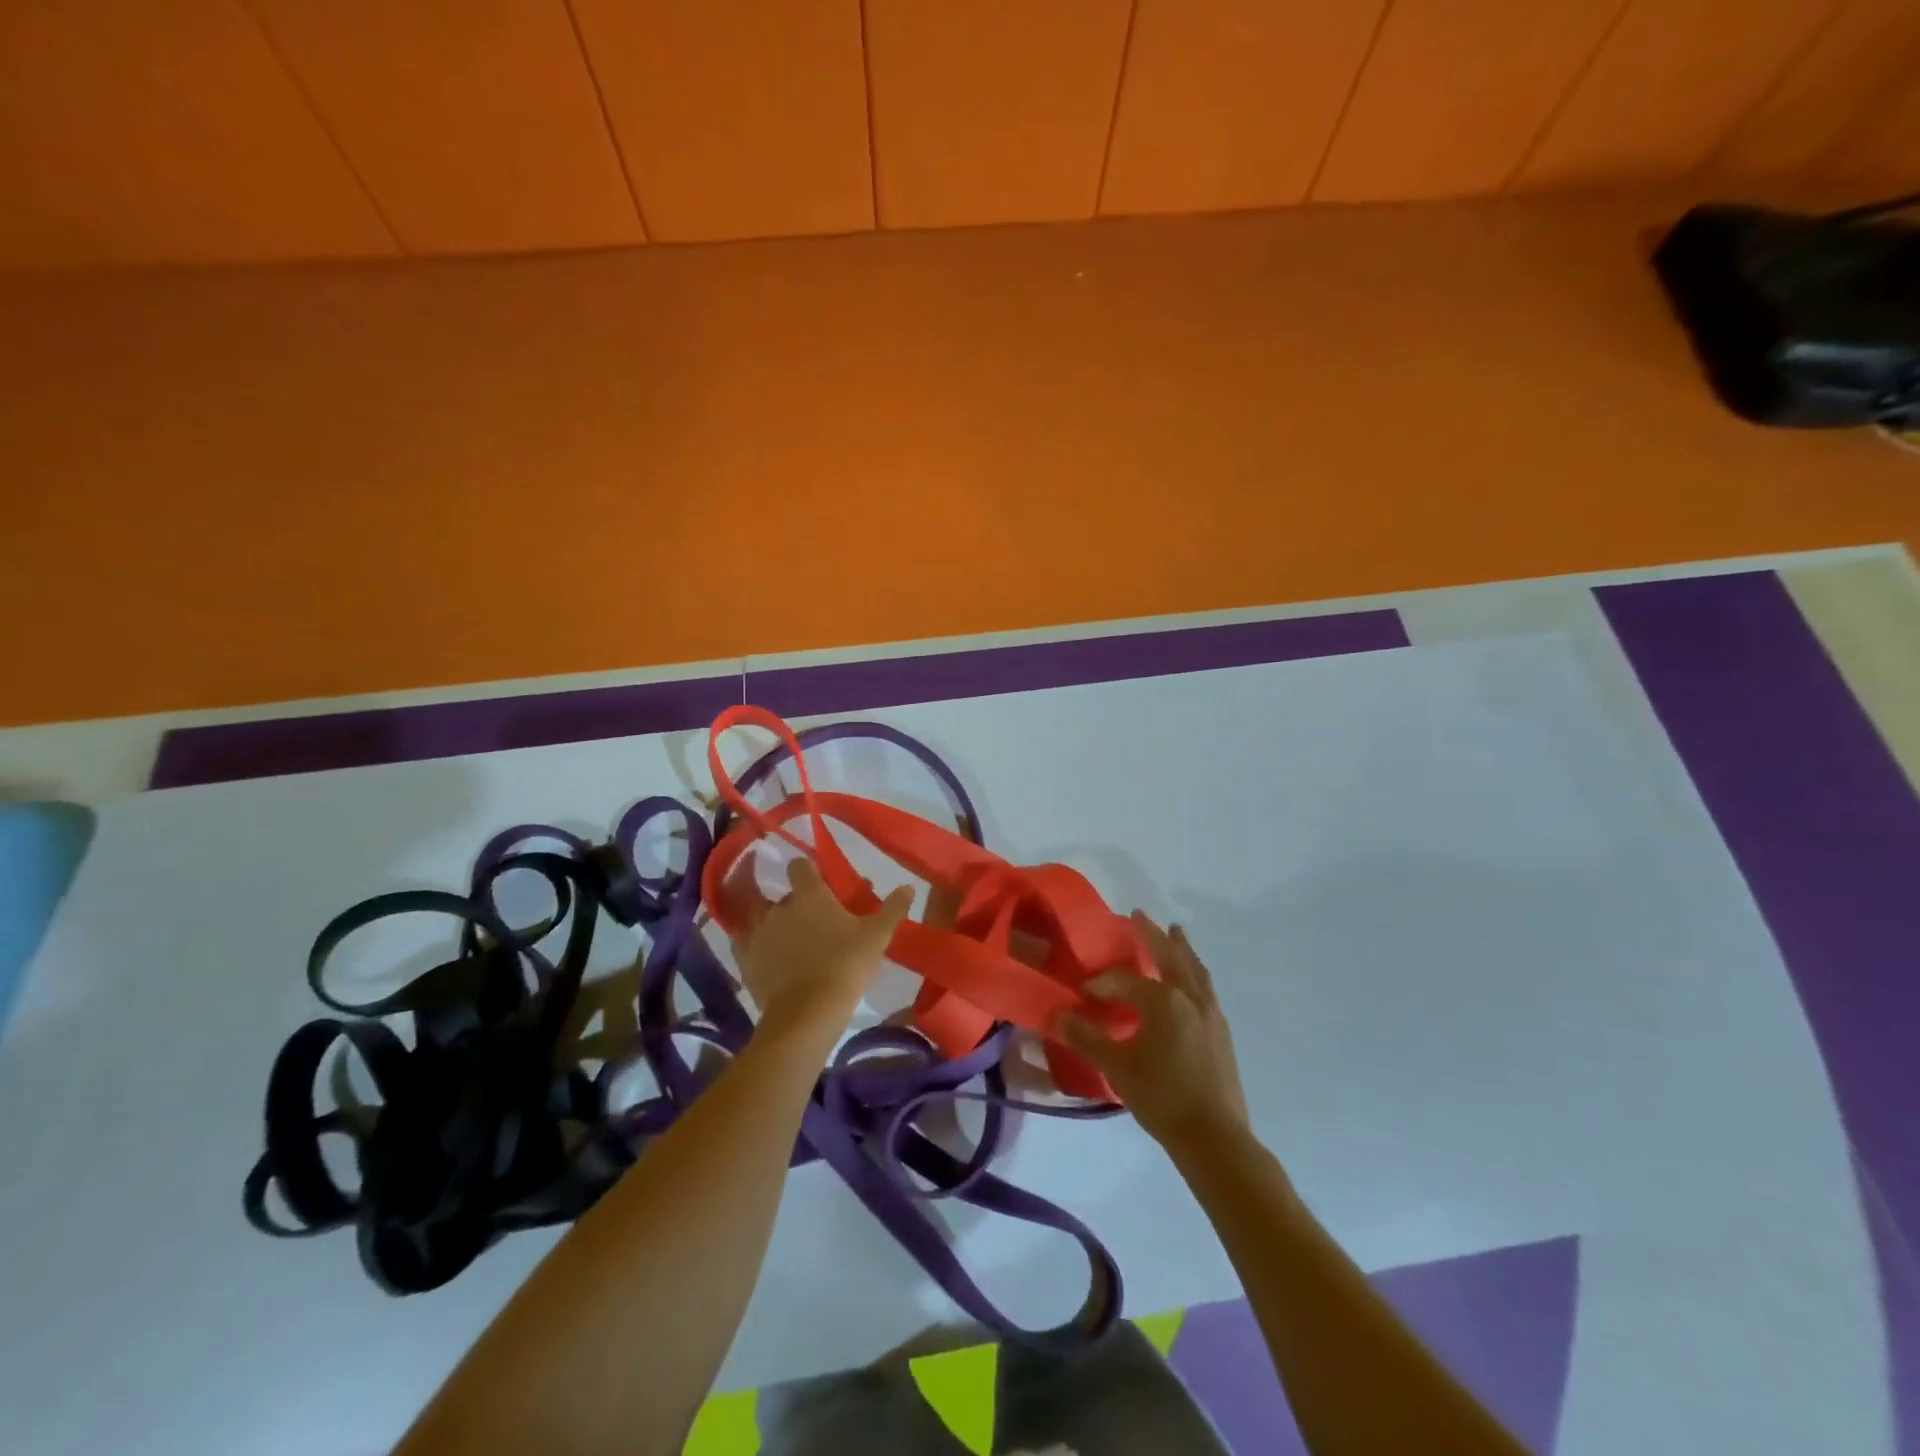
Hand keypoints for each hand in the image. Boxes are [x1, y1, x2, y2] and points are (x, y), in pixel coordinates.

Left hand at [731, 857, 912, 1036]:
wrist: (807, 1013)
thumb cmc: (845, 966)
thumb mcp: (877, 937)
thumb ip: (892, 909)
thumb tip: (908, 886)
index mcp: (809, 894)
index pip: (800, 866)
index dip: (809, 870)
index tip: (821, 881)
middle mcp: (779, 906)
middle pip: (785, 894)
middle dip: (798, 902)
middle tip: (818, 920)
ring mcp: (758, 933)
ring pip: (762, 916)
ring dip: (774, 921)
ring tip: (791, 938)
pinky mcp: (745, 960)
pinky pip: (745, 942)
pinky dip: (755, 943)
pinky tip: (766, 953)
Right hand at [1057, 913, 1248, 1148]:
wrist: (1214, 1137)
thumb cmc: (1161, 1097)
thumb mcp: (1116, 1067)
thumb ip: (1086, 1038)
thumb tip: (1058, 1015)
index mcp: (1163, 1000)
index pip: (1125, 980)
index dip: (1102, 983)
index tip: (1083, 992)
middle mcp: (1189, 997)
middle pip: (1169, 956)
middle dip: (1152, 934)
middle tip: (1140, 914)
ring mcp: (1211, 1013)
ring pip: (1194, 969)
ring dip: (1181, 948)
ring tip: (1176, 932)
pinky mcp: (1222, 1031)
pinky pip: (1206, 987)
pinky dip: (1195, 972)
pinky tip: (1192, 980)